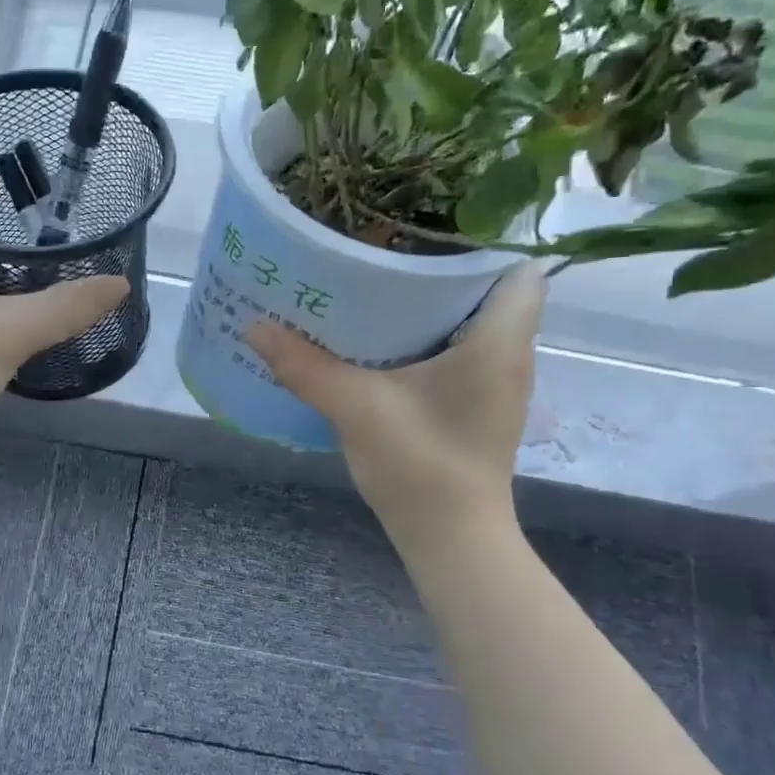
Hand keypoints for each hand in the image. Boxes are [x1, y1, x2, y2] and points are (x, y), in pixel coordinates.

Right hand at [245, 263, 545, 532]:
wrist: (451, 539)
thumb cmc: (421, 465)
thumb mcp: (357, 407)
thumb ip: (305, 365)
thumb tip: (254, 325)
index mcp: (500, 341)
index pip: (520, 269)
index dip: (482, 246)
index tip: (427, 234)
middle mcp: (511, 356)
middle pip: (491, 292)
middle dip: (442, 271)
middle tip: (385, 255)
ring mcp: (497, 385)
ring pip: (475, 324)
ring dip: (433, 307)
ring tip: (378, 289)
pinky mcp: (479, 407)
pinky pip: (462, 353)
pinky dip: (430, 340)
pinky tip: (383, 344)